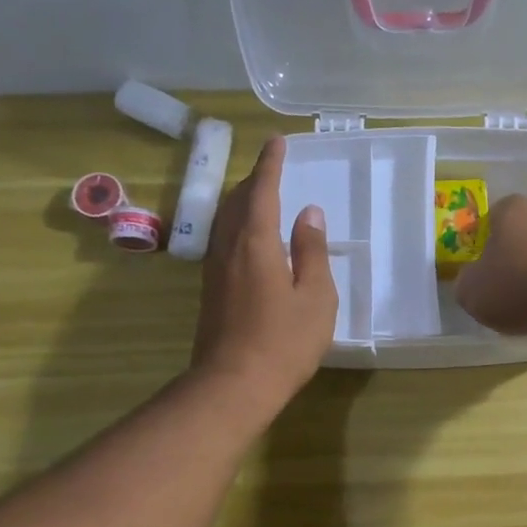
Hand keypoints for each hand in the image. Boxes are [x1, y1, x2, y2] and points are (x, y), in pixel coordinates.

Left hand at [191, 136, 336, 408]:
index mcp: (256, 242)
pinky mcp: (210, 289)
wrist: (233, 384)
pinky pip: (222, 240)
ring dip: (242, 202)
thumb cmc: (284, 342)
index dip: (270, 165)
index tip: (277, 142)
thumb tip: (309, 214)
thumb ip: (312, 251)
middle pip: (236, 201)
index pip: (262, 191)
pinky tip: (248, 239)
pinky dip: (236, 225)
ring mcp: (214, 269)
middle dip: (253, 180)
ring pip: (224, 221)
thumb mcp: (315, 297)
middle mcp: (228, 247)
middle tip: (272, 169)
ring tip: (260, 197)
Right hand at [453, 195, 526, 350]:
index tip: (474, 269)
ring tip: (514, 305)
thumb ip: (464, 280)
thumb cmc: (514, 285)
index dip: (477, 245)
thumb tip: (472, 280)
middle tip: (492, 286)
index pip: (486, 220)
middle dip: (504, 259)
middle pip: (514, 238)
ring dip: (525, 277)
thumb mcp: (469, 289)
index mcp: (511, 207)